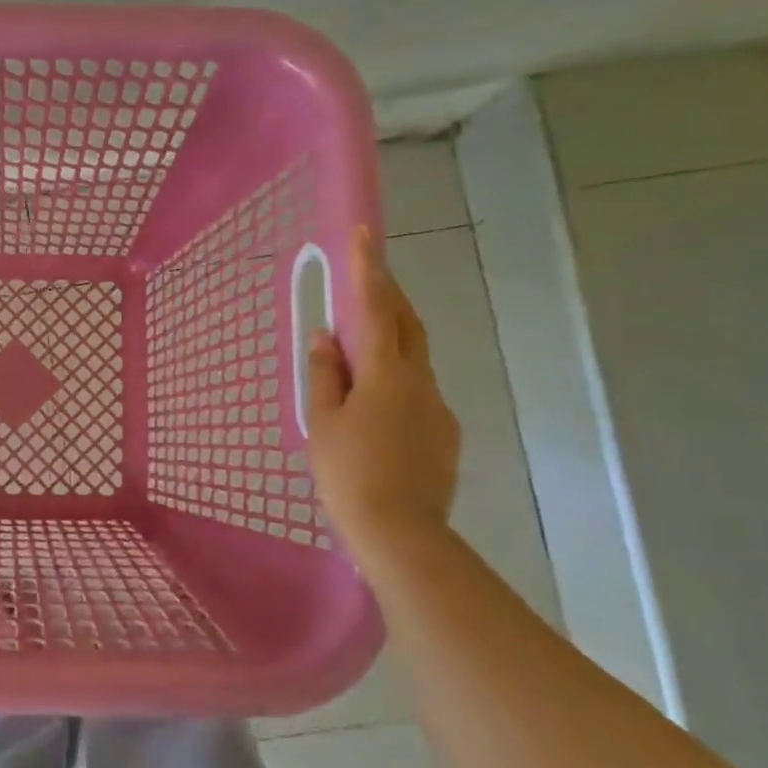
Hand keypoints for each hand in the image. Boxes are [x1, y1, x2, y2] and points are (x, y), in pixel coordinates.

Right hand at [305, 226, 459, 542]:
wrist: (400, 534)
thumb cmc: (348, 473)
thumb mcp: (323, 422)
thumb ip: (325, 374)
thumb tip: (326, 336)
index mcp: (385, 373)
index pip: (374, 308)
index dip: (368, 269)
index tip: (365, 233)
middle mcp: (419, 381)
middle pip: (407, 325)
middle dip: (388, 295)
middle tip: (367, 277)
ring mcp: (437, 407)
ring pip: (413, 359)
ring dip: (390, 341)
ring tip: (360, 349)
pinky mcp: (445, 434)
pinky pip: (417, 392)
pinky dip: (396, 381)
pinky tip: (376, 408)